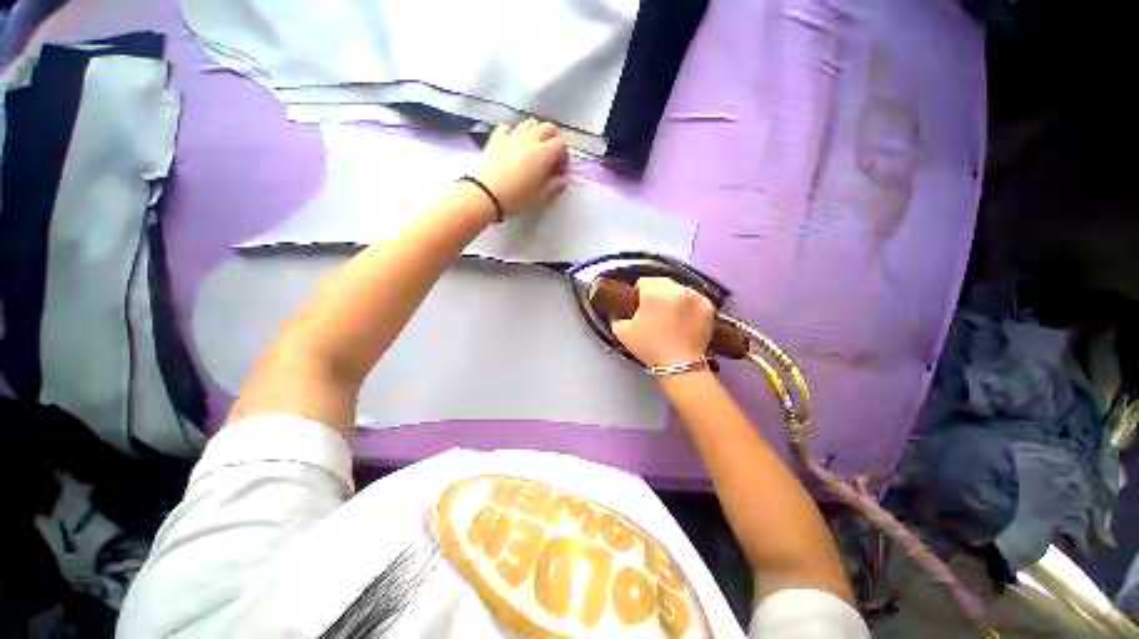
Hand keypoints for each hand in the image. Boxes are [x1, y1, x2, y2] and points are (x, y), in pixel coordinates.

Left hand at [476, 119, 568, 216]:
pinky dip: (514, 133)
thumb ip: (555, 186)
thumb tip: (563, 179)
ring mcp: (512, 135)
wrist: (486, 195)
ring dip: (536, 132)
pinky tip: (513, 144)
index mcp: (544, 153)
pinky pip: (509, 127)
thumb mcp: (541, 197)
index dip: (564, 156)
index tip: (560, 169)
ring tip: (534, 148)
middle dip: (553, 140)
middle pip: (548, 128)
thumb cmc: (517, 198)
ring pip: (530, 123)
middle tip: (550, 156)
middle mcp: (530, 139)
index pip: (561, 144)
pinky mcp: (497, 138)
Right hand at [612, 277, 714, 367]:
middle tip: (654, 312)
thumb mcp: (622, 333)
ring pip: (679, 290)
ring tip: (671, 317)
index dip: (638, 293)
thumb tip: (617, 312)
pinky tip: (684, 320)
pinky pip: (694, 299)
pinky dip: (688, 306)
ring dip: (673, 299)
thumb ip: (616, 318)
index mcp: (654, 290)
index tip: (638, 307)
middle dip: (656, 294)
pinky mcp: (708, 306)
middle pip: (662, 283)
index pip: (643, 281)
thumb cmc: (649, 346)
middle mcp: (676, 288)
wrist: (679, 364)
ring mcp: (695, 296)